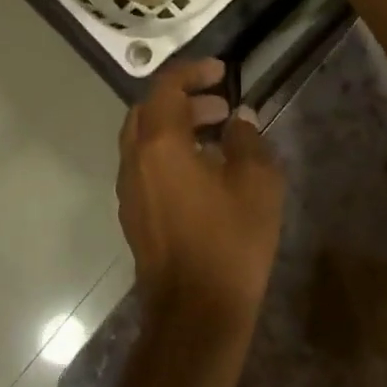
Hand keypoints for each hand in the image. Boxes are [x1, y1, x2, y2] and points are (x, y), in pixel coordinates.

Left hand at [117, 60, 285, 355]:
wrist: (196, 315)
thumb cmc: (230, 242)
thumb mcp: (256, 183)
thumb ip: (247, 140)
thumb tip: (238, 121)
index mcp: (160, 145)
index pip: (166, 87)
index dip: (193, 71)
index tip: (222, 72)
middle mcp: (135, 161)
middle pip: (148, 111)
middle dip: (183, 99)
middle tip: (221, 106)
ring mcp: (130, 191)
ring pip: (145, 140)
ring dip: (177, 127)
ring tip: (219, 136)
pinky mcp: (135, 215)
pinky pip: (147, 167)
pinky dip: (170, 153)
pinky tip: (205, 173)